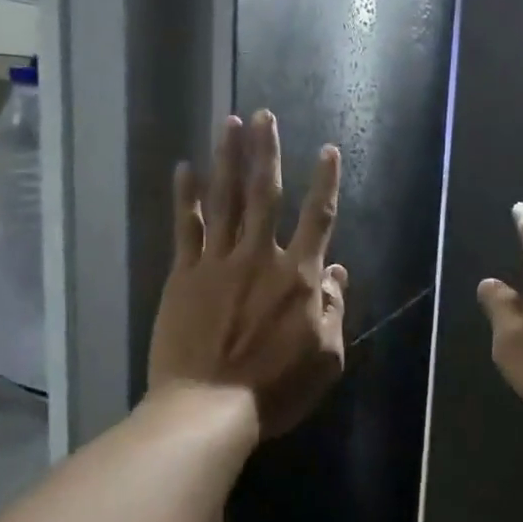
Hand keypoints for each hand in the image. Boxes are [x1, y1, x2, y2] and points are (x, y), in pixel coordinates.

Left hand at [148, 111, 348, 439]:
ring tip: (229, 123)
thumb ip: (334, 310)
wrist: (209, 406)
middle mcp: (260, 258)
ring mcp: (218, 263)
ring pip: (225, 200)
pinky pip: (186, 228)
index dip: (325, 182)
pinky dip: (185, 197)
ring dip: (228, 159)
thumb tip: (337, 273)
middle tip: (263, 115)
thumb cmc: (275, 389)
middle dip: (266, 152)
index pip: (318, 219)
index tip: (327, 150)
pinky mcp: (184, 275)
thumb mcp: (326, 358)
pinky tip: (184, 169)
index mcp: (298, 278)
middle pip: (265, 194)